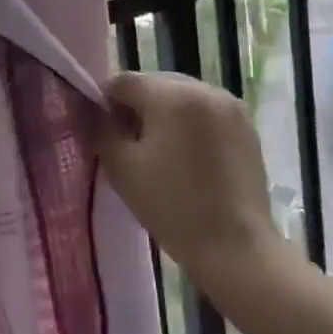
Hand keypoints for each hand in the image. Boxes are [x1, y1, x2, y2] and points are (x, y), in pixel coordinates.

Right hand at [96, 72, 283, 278]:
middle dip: (136, 108)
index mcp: (172, 95)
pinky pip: (205, 111)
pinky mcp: (246, 126)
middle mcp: (204, 89)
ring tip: (160, 153)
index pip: (123, 82)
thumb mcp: (121, 167)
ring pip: (180, 96)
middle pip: (154, 85)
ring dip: (163, 115)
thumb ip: (98, 128)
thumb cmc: (173, 207)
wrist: (237, 251)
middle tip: (129, 146)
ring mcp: (230, 106)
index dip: (105, 103)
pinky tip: (187, 158)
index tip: (103, 133)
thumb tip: (85, 105)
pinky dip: (189, 124)